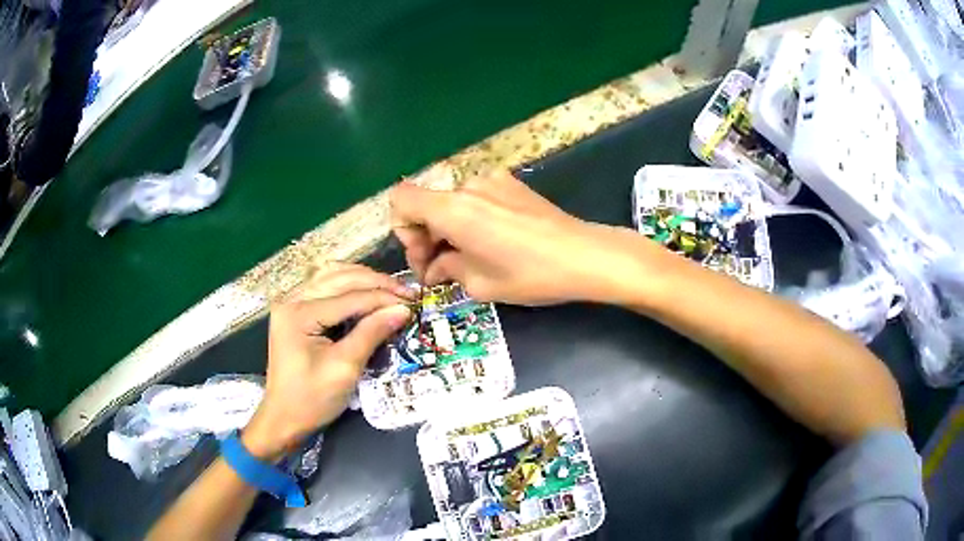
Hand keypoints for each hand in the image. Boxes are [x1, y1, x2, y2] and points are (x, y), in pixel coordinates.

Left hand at [242, 265, 413, 458]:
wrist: (283, 419)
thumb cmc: (312, 399)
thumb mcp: (345, 368)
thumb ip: (371, 334)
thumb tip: (403, 310)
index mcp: (299, 313)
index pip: (350, 297)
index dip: (384, 298)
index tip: (414, 303)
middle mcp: (292, 299)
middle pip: (341, 278)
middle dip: (377, 283)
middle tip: (407, 293)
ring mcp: (291, 302)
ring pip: (333, 276)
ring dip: (363, 279)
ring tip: (391, 290)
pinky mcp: (295, 310)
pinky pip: (325, 286)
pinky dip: (349, 285)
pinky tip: (366, 291)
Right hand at [390, 169, 667, 305]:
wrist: (584, 255)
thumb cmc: (529, 275)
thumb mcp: (479, 283)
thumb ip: (445, 268)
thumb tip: (434, 267)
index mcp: (452, 209)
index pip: (400, 199)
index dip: (402, 228)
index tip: (425, 255)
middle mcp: (467, 186)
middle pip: (426, 203)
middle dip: (426, 235)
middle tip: (442, 268)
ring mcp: (491, 180)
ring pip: (452, 202)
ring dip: (450, 228)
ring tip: (471, 256)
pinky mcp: (511, 183)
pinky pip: (476, 198)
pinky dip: (472, 218)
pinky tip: (494, 240)